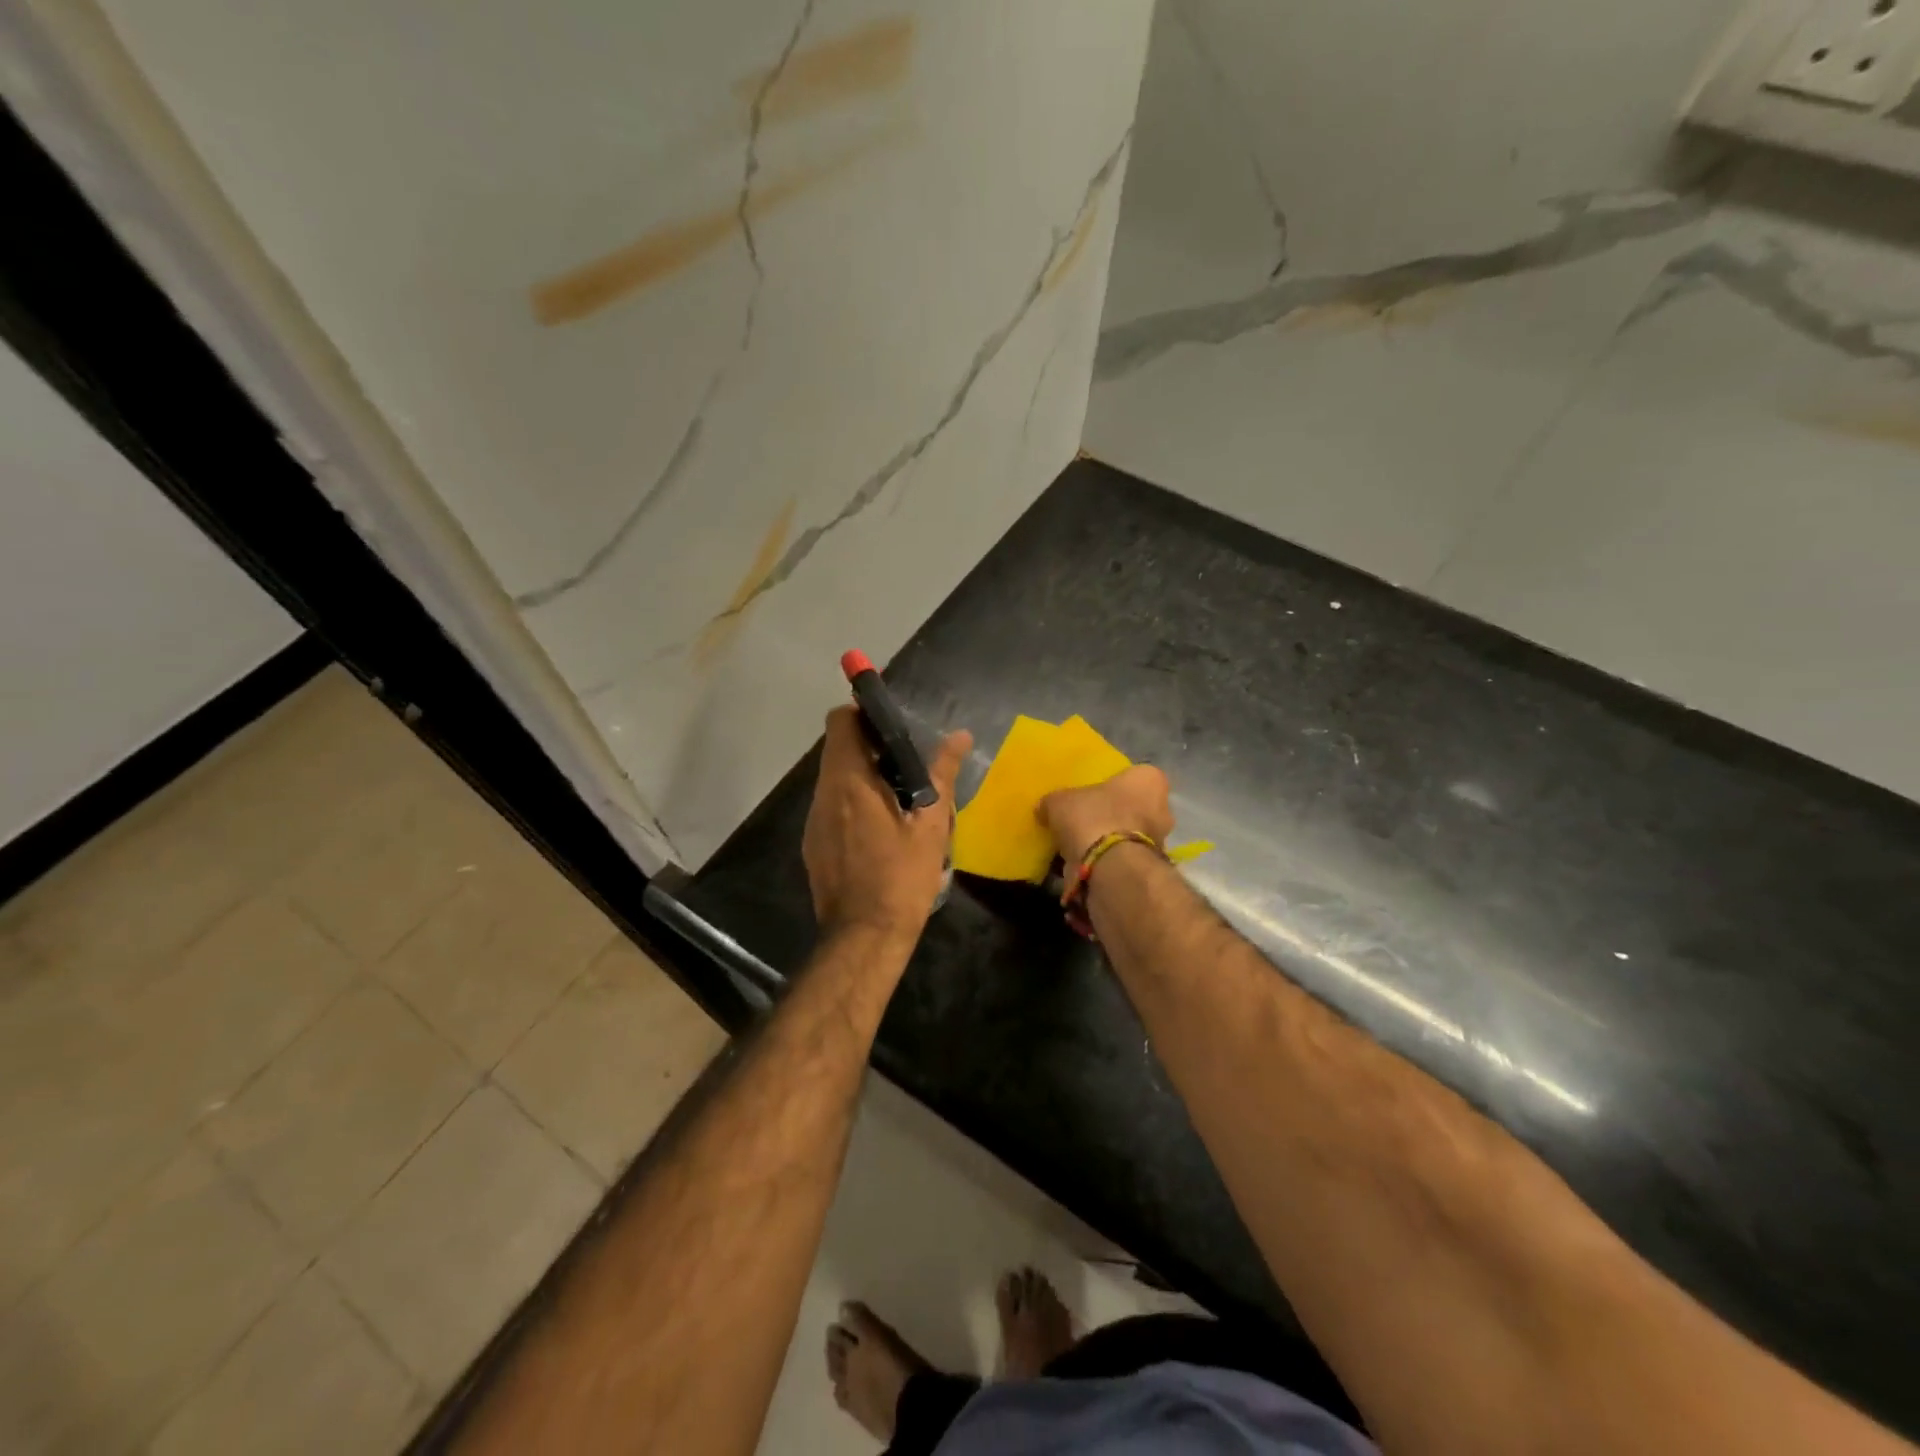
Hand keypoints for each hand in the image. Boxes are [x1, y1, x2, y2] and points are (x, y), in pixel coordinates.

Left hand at [802, 707, 971, 945]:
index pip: (840, 722)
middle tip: (906, 762)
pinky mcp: (813, 845)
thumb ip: (942, 775)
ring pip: (834, 779)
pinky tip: (880, 828)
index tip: (890, 723)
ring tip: (898, 795)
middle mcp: (824, 795)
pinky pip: (831, 807)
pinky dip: (852, 802)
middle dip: (869, 746)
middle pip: (837, 749)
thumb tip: (960, 737)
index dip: (861, 713)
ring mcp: (814, 821)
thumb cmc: (902, 877)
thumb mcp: (931, 824)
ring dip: (861, 776)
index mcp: (850, 782)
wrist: (865, 937)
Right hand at [1037, 764, 1173, 866]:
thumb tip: (1044, 809)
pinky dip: (1107, 864)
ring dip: (1110, 842)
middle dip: (1114, 816)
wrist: (1109, 867)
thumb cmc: (1092, 817)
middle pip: (1135, 808)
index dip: (1113, 785)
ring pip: (1130, 837)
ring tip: (1080, 849)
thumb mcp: (1060, 801)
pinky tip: (1083, 868)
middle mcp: (1163, 809)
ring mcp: (1159, 842)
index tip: (1093, 794)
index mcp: (1148, 780)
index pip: (1134, 776)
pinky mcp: (1148, 870)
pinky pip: (1123, 862)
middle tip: (1086, 822)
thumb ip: (1054, 802)